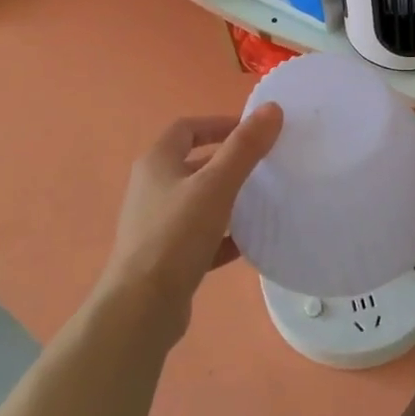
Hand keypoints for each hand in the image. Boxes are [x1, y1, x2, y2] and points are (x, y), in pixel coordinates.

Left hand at [99, 105, 283, 339]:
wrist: (142, 307)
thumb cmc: (176, 235)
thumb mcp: (216, 185)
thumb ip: (245, 147)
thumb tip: (272, 108)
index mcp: (157, 163)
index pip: (187, 128)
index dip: (219, 124)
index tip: (253, 131)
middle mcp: (152, 188)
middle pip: (193, 164)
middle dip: (227, 162)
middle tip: (264, 165)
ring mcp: (157, 224)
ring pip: (198, 202)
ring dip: (227, 199)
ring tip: (263, 201)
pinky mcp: (166, 257)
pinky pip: (200, 237)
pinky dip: (223, 236)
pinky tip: (249, 243)